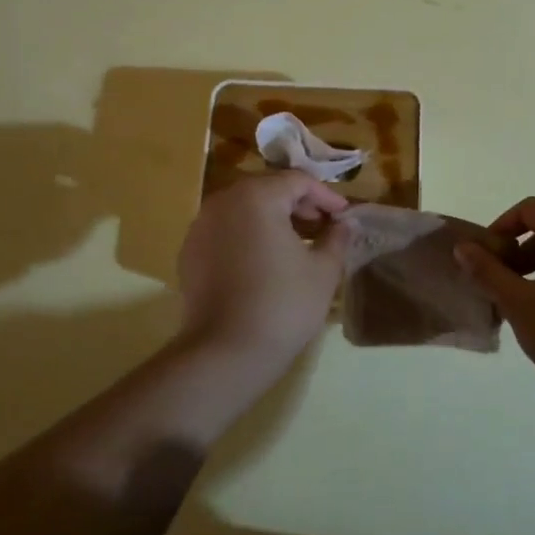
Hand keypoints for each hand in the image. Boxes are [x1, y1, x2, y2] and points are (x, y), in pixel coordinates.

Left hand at [176, 171, 351, 369]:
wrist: (225, 353)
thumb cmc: (283, 305)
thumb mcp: (323, 270)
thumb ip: (337, 238)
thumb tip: (345, 224)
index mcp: (257, 197)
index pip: (298, 181)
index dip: (326, 196)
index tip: (344, 217)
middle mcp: (223, 201)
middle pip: (268, 190)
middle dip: (298, 204)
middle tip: (323, 227)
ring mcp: (200, 227)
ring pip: (244, 209)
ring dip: (272, 219)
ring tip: (297, 244)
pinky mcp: (189, 253)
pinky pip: (225, 231)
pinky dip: (247, 236)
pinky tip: (264, 262)